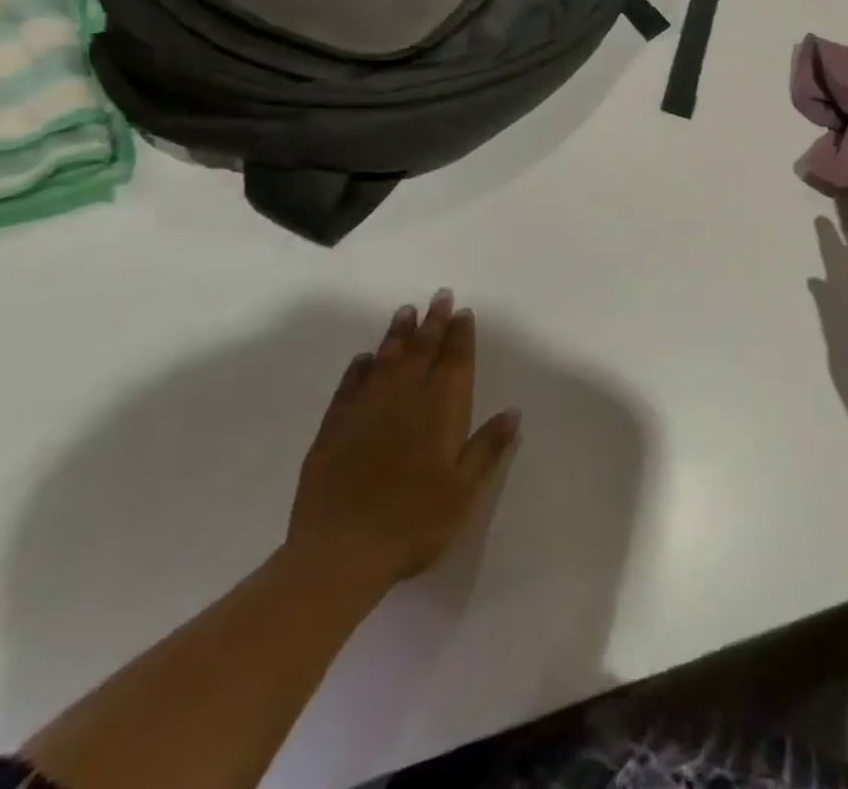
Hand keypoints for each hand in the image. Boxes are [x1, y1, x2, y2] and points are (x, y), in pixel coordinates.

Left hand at [286, 290, 518, 595]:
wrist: (340, 552)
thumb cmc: (414, 521)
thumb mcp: (464, 490)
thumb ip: (487, 447)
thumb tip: (513, 411)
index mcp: (441, 409)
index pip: (455, 360)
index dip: (460, 335)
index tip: (463, 312)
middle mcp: (405, 397)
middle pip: (422, 349)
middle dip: (433, 322)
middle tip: (439, 296)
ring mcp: (366, 409)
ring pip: (386, 359)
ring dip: (398, 334)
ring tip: (405, 312)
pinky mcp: (334, 426)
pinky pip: (350, 385)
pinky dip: (360, 368)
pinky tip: (364, 360)